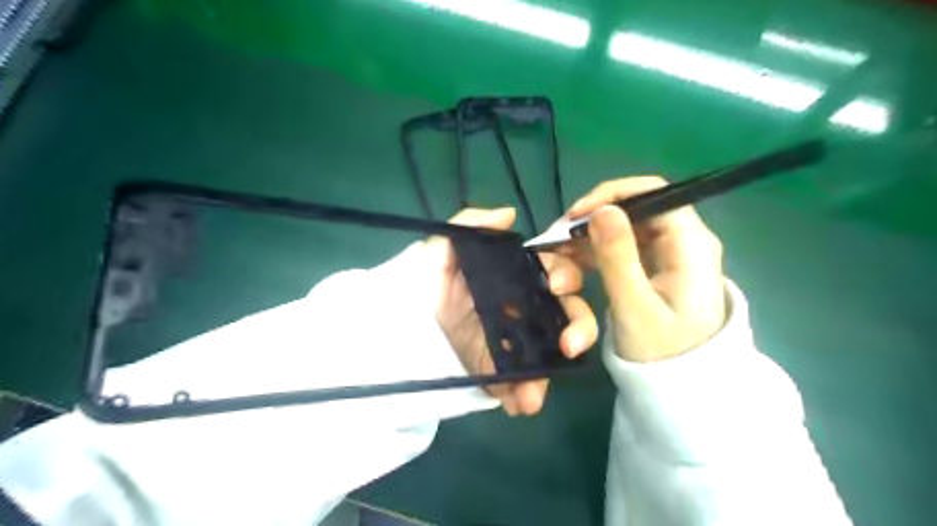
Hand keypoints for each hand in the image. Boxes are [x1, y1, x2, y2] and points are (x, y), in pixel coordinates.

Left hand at [422, 207, 594, 416]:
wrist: (401, 324)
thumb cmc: (426, 282)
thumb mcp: (441, 249)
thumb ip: (470, 226)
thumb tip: (509, 214)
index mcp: (518, 277)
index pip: (556, 271)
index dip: (565, 274)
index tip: (556, 284)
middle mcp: (526, 307)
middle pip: (569, 312)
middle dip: (579, 325)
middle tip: (569, 343)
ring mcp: (519, 341)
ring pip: (554, 352)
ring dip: (555, 371)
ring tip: (537, 392)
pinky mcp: (504, 368)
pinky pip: (524, 382)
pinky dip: (526, 394)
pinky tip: (519, 405)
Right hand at [559, 176, 726, 361]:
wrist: (686, 385)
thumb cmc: (664, 351)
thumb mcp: (635, 305)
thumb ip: (618, 256)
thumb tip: (602, 210)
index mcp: (689, 244)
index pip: (652, 193)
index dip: (611, 195)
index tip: (574, 216)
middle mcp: (683, 240)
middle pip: (634, 209)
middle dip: (592, 220)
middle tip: (557, 240)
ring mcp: (669, 253)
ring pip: (623, 227)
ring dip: (589, 237)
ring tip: (559, 256)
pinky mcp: (656, 266)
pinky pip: (621, 247)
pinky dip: (595, 251)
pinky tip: (573, 262)